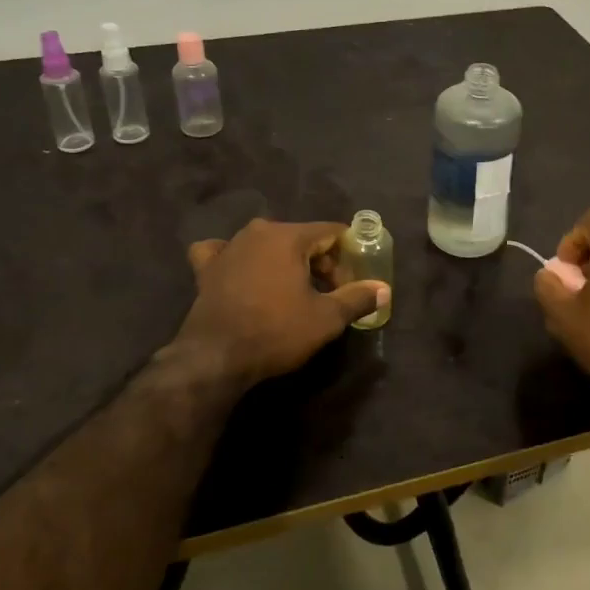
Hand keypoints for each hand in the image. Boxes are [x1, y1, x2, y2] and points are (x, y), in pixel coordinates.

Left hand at [172, 219, 388, 386]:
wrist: (216, 357)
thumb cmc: (276, 331)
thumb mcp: (326, 318)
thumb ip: (357, 298)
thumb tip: (384, 289)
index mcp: (288, 236)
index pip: (330, 233)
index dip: (346, 256)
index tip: (350, 284)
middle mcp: (257, 232)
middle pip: (300, 238)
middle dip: (318, 263)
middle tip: (327, 295)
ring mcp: (228, 247)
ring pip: (266, 245)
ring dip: (284, 262)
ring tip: (292, 292)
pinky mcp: (206, 268)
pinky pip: (225, 253)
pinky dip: (237, 260)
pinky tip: (240, 273)